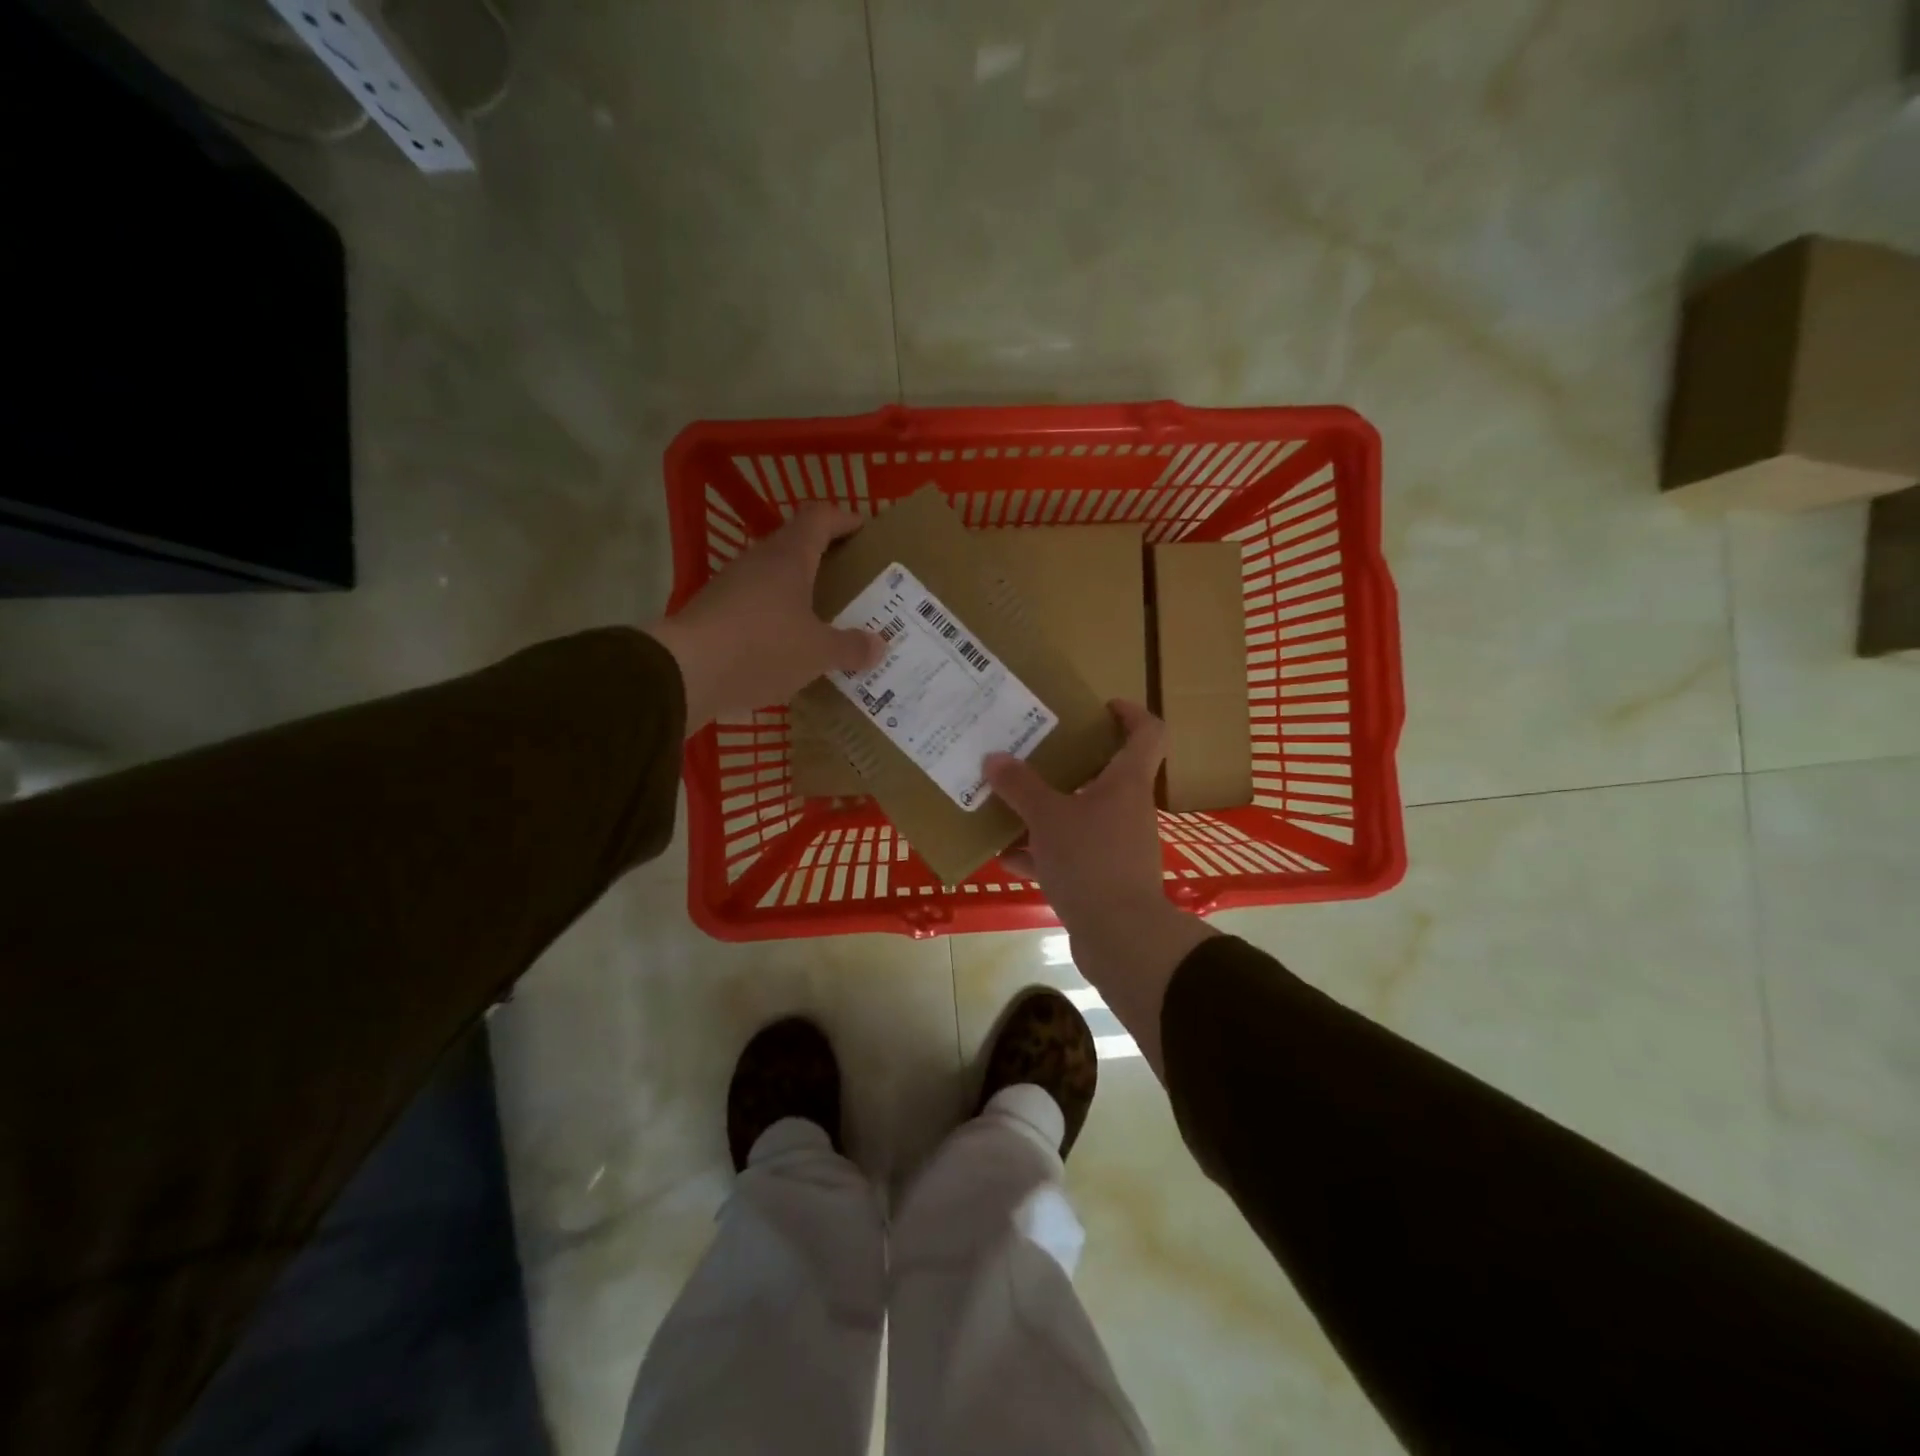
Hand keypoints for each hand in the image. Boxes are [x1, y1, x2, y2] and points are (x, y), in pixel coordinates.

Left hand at [646, 505, 883, 730]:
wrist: (685, 672)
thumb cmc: (762, 648)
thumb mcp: (818, 653)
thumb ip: (851, 647)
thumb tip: (879, 646)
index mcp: (789, 557)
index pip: (820, 517)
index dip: (844, 519)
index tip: (865, 530)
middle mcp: (759, 561)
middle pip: (796, 545)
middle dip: (825, 558)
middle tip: (852, 580)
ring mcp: (732, 585)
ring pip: (774, 577)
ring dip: (799, 590)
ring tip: (825, 615)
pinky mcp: (715, 612)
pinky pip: (756, 605)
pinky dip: (777, 616)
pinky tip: (789, 644)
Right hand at [985, 701, 1214, 1076]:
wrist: (1120, 937)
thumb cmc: (1091, 861)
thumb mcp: (1048, 818)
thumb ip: (1020, 786)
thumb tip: (994, 758)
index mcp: (1126, 783)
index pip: (1148, 732)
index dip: (1130, 712)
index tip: (1101, 706)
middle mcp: (1126, 809)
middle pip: (1105, 774)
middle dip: (1068, 763)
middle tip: (1033, 752)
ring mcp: (1116, 846)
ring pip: (1080, 816)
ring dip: (1046, 811)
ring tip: (1007, 802)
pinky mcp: (1102, 878)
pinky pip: (1068, 854)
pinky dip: (1040, 852)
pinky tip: (1005, 856)